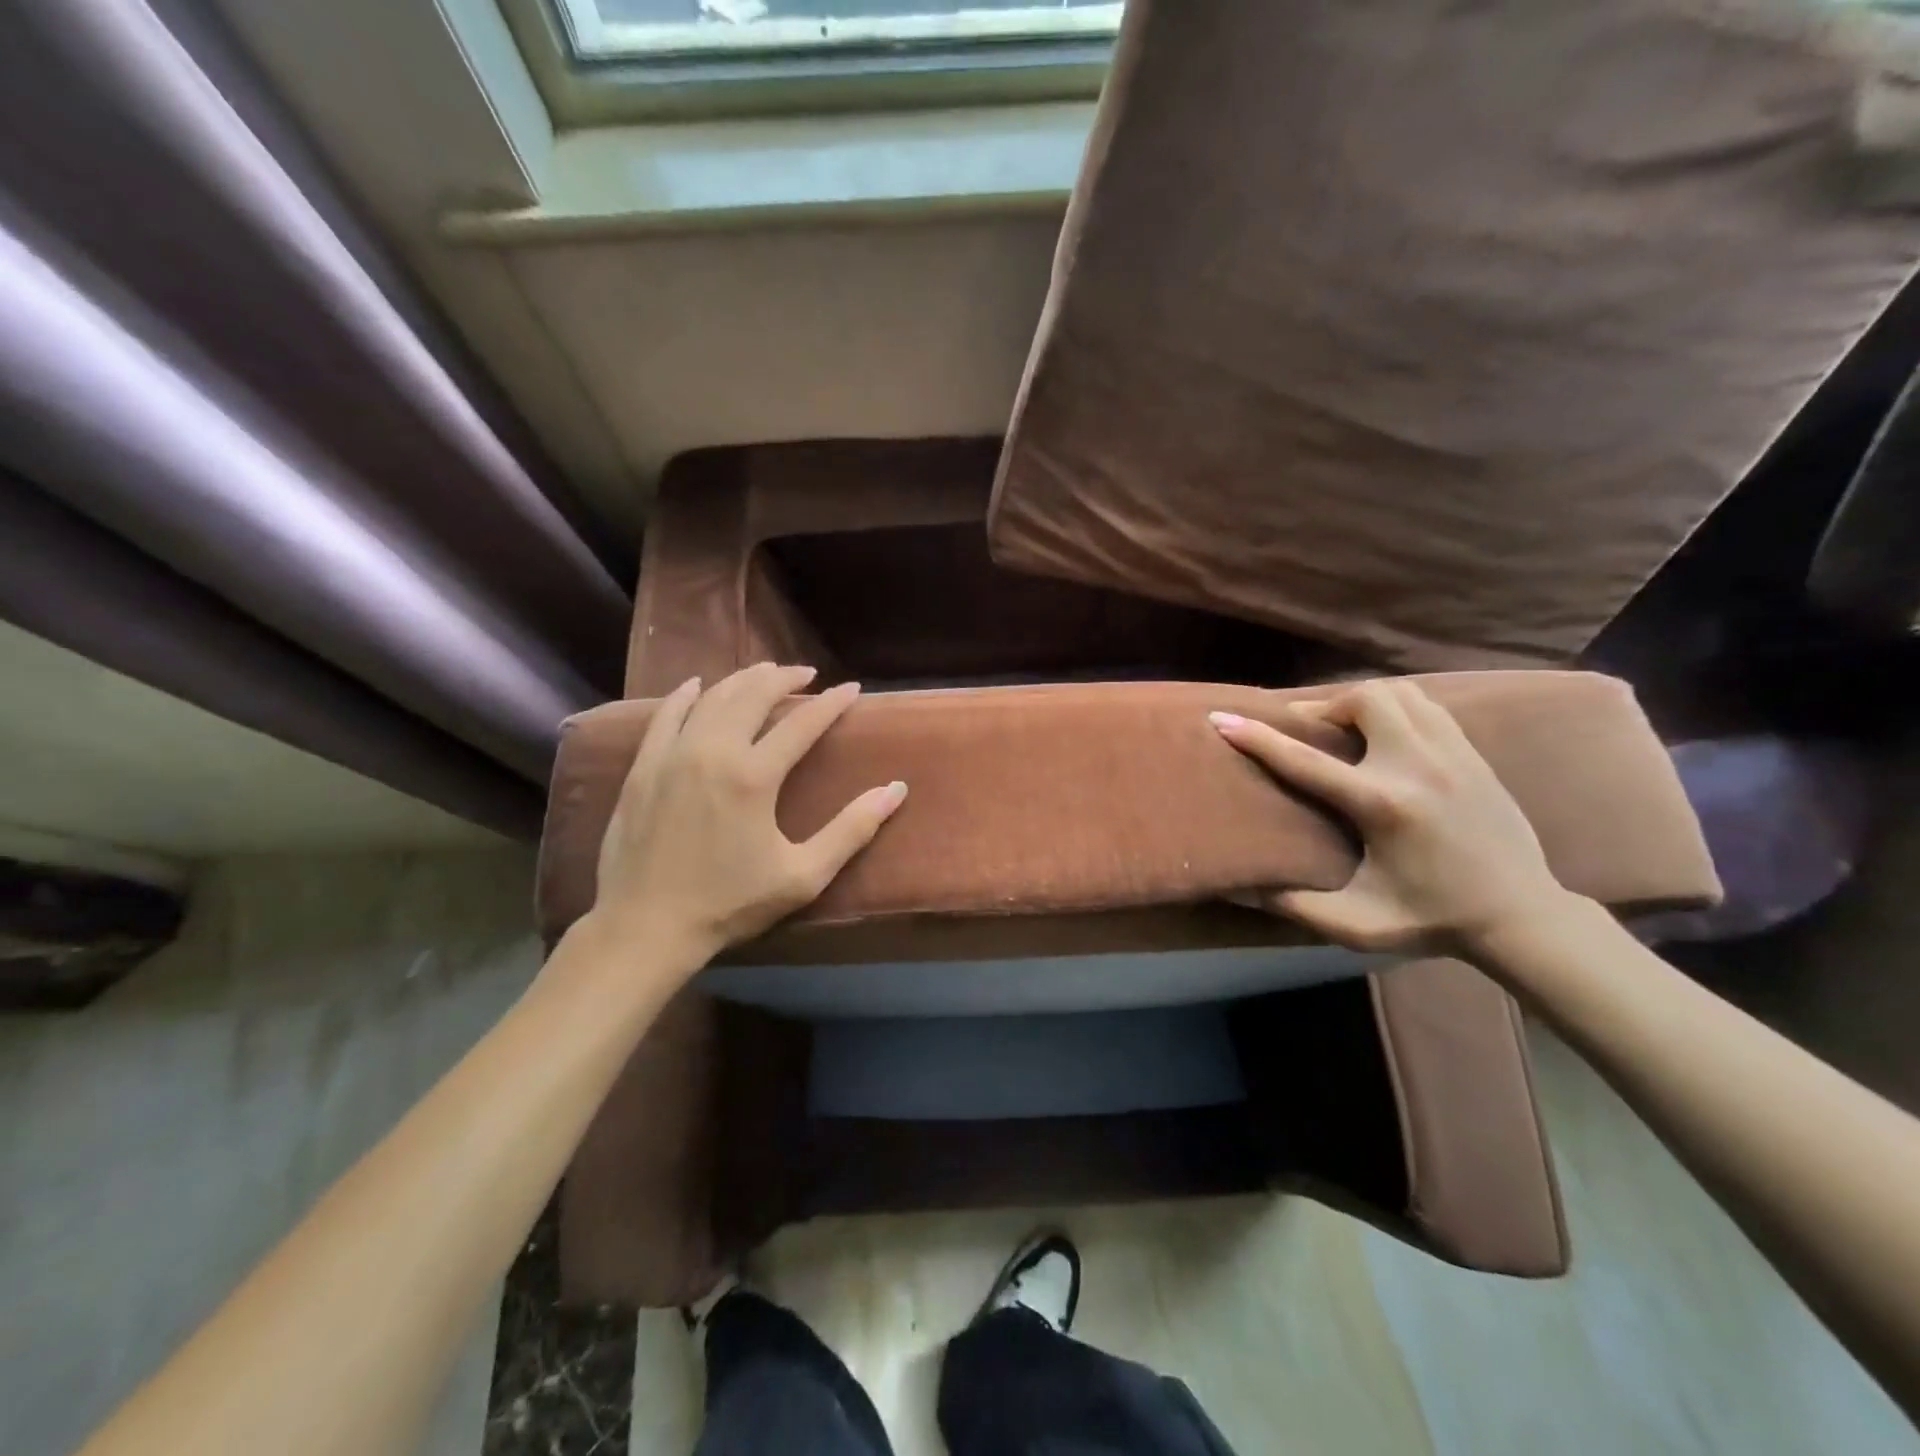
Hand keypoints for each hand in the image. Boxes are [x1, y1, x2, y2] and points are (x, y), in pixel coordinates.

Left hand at [589, 663, 906, 969]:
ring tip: (764, 672)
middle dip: (784, 678)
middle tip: (806, 673)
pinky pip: (665, 716)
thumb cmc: (730, 903)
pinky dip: (684, 695)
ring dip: (742, 680)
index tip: (851, 688)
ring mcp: (672, 755)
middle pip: (753, 696)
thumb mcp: (803, 875)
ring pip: (712, 699)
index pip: (802, 723)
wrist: (645, 926)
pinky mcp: (643, 767)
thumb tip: (896, 789)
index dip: (831, 703)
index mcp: (754, 776)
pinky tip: (697, 685)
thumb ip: (852, 830)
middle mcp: (713, 752)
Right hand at [1211, 679, 1569, 954]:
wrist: (1523, 916)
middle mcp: (1417, 767)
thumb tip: (1238, 886)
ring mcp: (1452, 754)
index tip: (1222, 718)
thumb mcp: (1357, 925)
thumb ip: (1295, 906)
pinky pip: (1426, 705)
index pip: (1305, 761)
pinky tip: (1384, 734)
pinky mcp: (1473, 754)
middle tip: (1307, 731)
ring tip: (1344, 729)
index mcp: (1383, 806)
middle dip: (1324, 707)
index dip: (1257, 738)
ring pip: (1399, 693)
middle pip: (1364, 699)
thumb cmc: (1432, 920)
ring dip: (1361, 702)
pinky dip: (1395, 707)